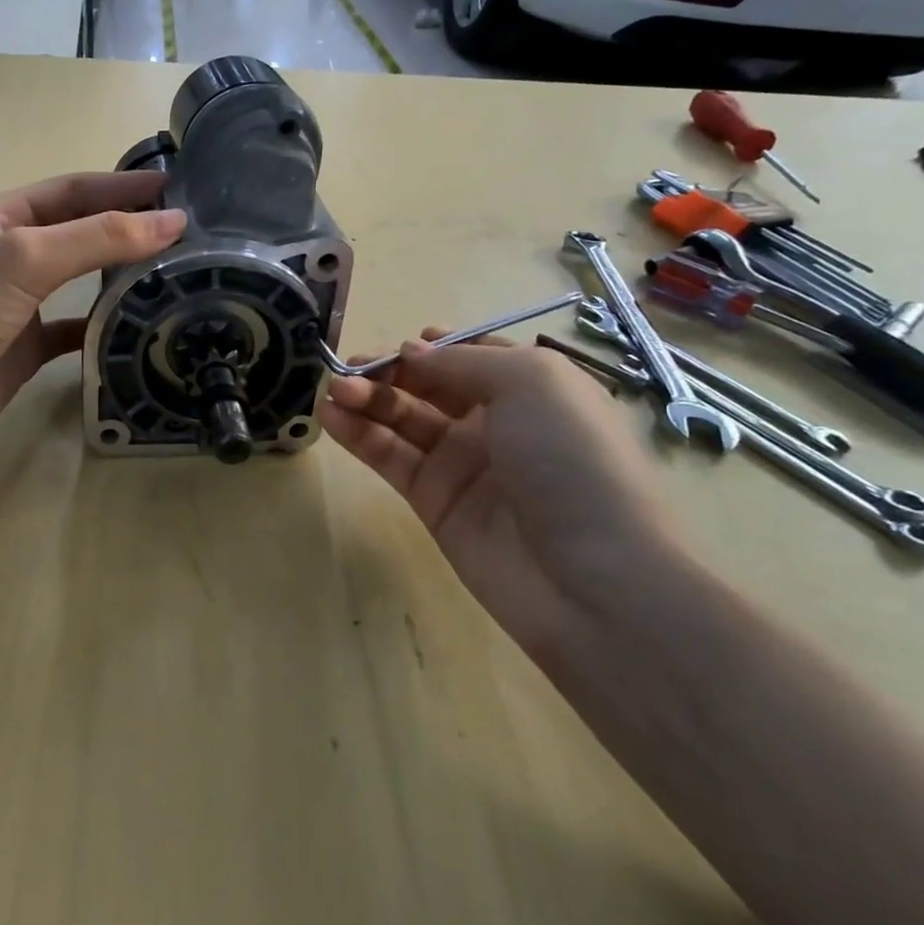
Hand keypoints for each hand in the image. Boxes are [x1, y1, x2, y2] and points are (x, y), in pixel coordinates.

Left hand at [0, 171, 185, 463]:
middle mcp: (8, 255)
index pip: (71, 191)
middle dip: (127, 227)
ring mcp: (17, 303)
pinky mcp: (26, 347)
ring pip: (79, 279)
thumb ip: (97, 238)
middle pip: (79, 231)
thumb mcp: (24, 258)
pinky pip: (74, 327)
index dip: (121, 186)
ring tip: (174, 272)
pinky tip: (137, 325)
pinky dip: (103, 324)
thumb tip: (171, 221)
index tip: (175, 188)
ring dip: (120, 274)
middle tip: (185, 232)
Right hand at [319, 333, 696, 668]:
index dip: (434, 347)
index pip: (472, 356)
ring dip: (366, 399)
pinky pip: (391, 459)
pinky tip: (332, 417)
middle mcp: (495, 422)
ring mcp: (462, 464)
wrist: (591, 578)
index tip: (402, 346)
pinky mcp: (433, 502)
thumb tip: (411, 351)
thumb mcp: (532, 382)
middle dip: (388, 371)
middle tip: (347, 369)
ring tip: (333, 390)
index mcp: (531, 389)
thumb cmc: (572, 460)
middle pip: (428, 385)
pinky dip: (359, 435)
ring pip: (403, 420)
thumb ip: (463, 360)